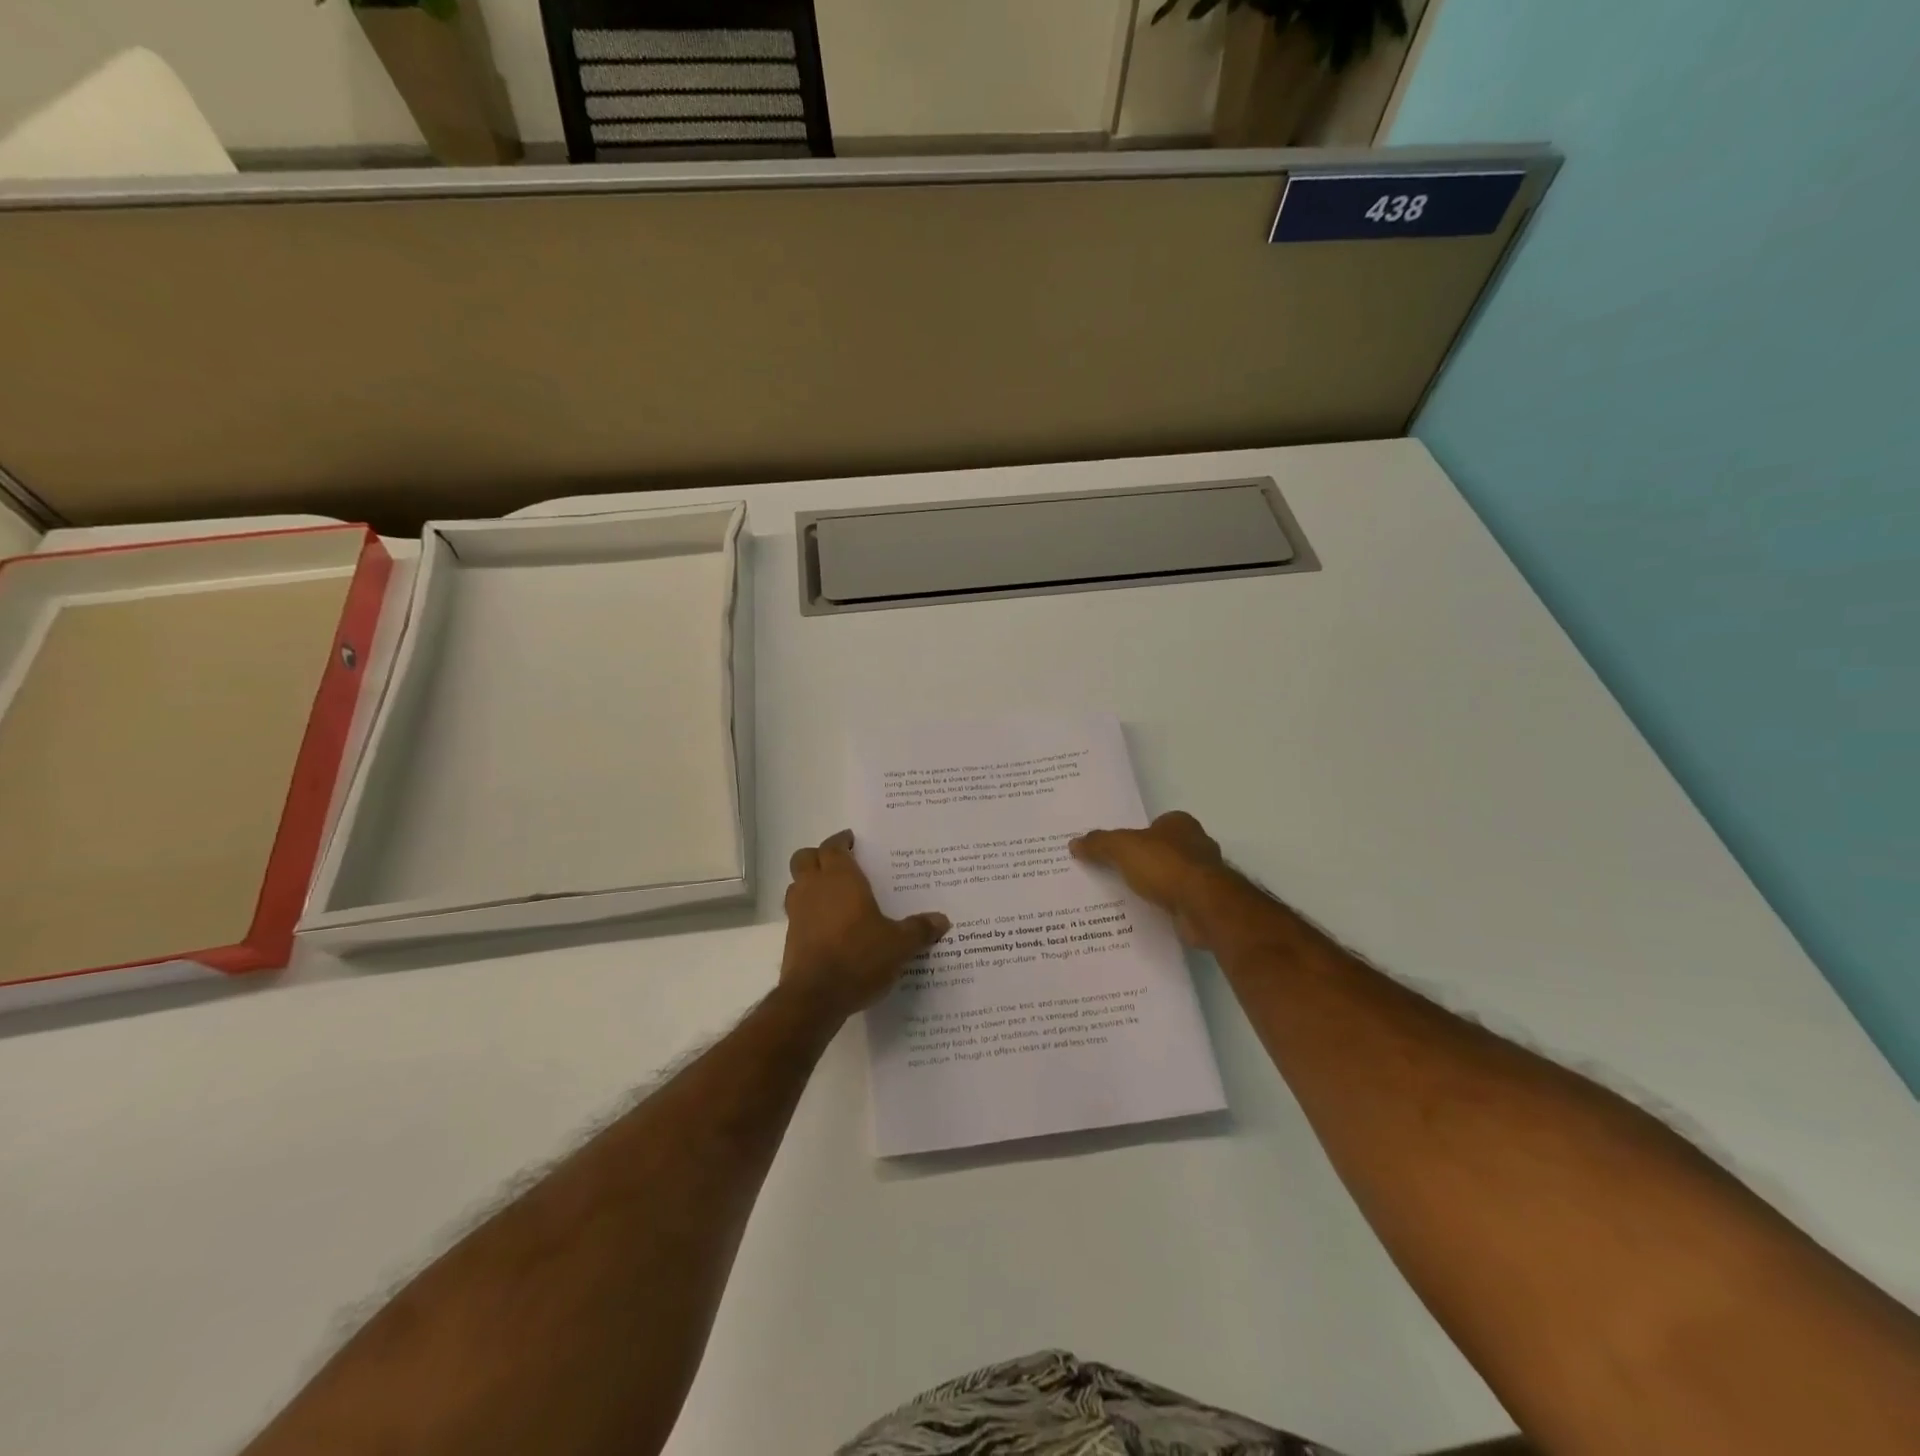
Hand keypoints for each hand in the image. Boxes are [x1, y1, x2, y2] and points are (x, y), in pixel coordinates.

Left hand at [781, 830, 950, 1018]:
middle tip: (840, 864)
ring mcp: (797, 914)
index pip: (833, 847)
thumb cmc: (859, 957)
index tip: (851, 841)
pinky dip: (809, 913)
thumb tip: (942, 920)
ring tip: (833, 894)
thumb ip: (919, 929)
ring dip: (810, 883)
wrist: (815, 998)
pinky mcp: (790, 939)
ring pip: (796, 885)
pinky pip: (797, 914)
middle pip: (805, 858)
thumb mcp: (899, 945)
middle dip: (819, 856)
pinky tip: (829, 928)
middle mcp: (814, 889)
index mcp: (840, 879)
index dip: (841, 841)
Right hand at [1069, 811, 1233, 948]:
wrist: (1203, 906)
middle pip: (1162, 851)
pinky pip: (1176, 901)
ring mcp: (1204, 876)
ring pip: (1170, 877)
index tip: (1115, 851)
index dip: (1135, 836)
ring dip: (1154, 886)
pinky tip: (1144, 914)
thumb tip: (1074, 843)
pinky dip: (1162, 906)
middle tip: (1114, 873)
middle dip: (1143, 861)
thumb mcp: (1122, 848)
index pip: (1154, 825)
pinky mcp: (1205, 903)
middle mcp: (1197, 845)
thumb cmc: (1165, 865)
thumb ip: (1099, 844)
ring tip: (1123, 897)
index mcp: (1180, 824)